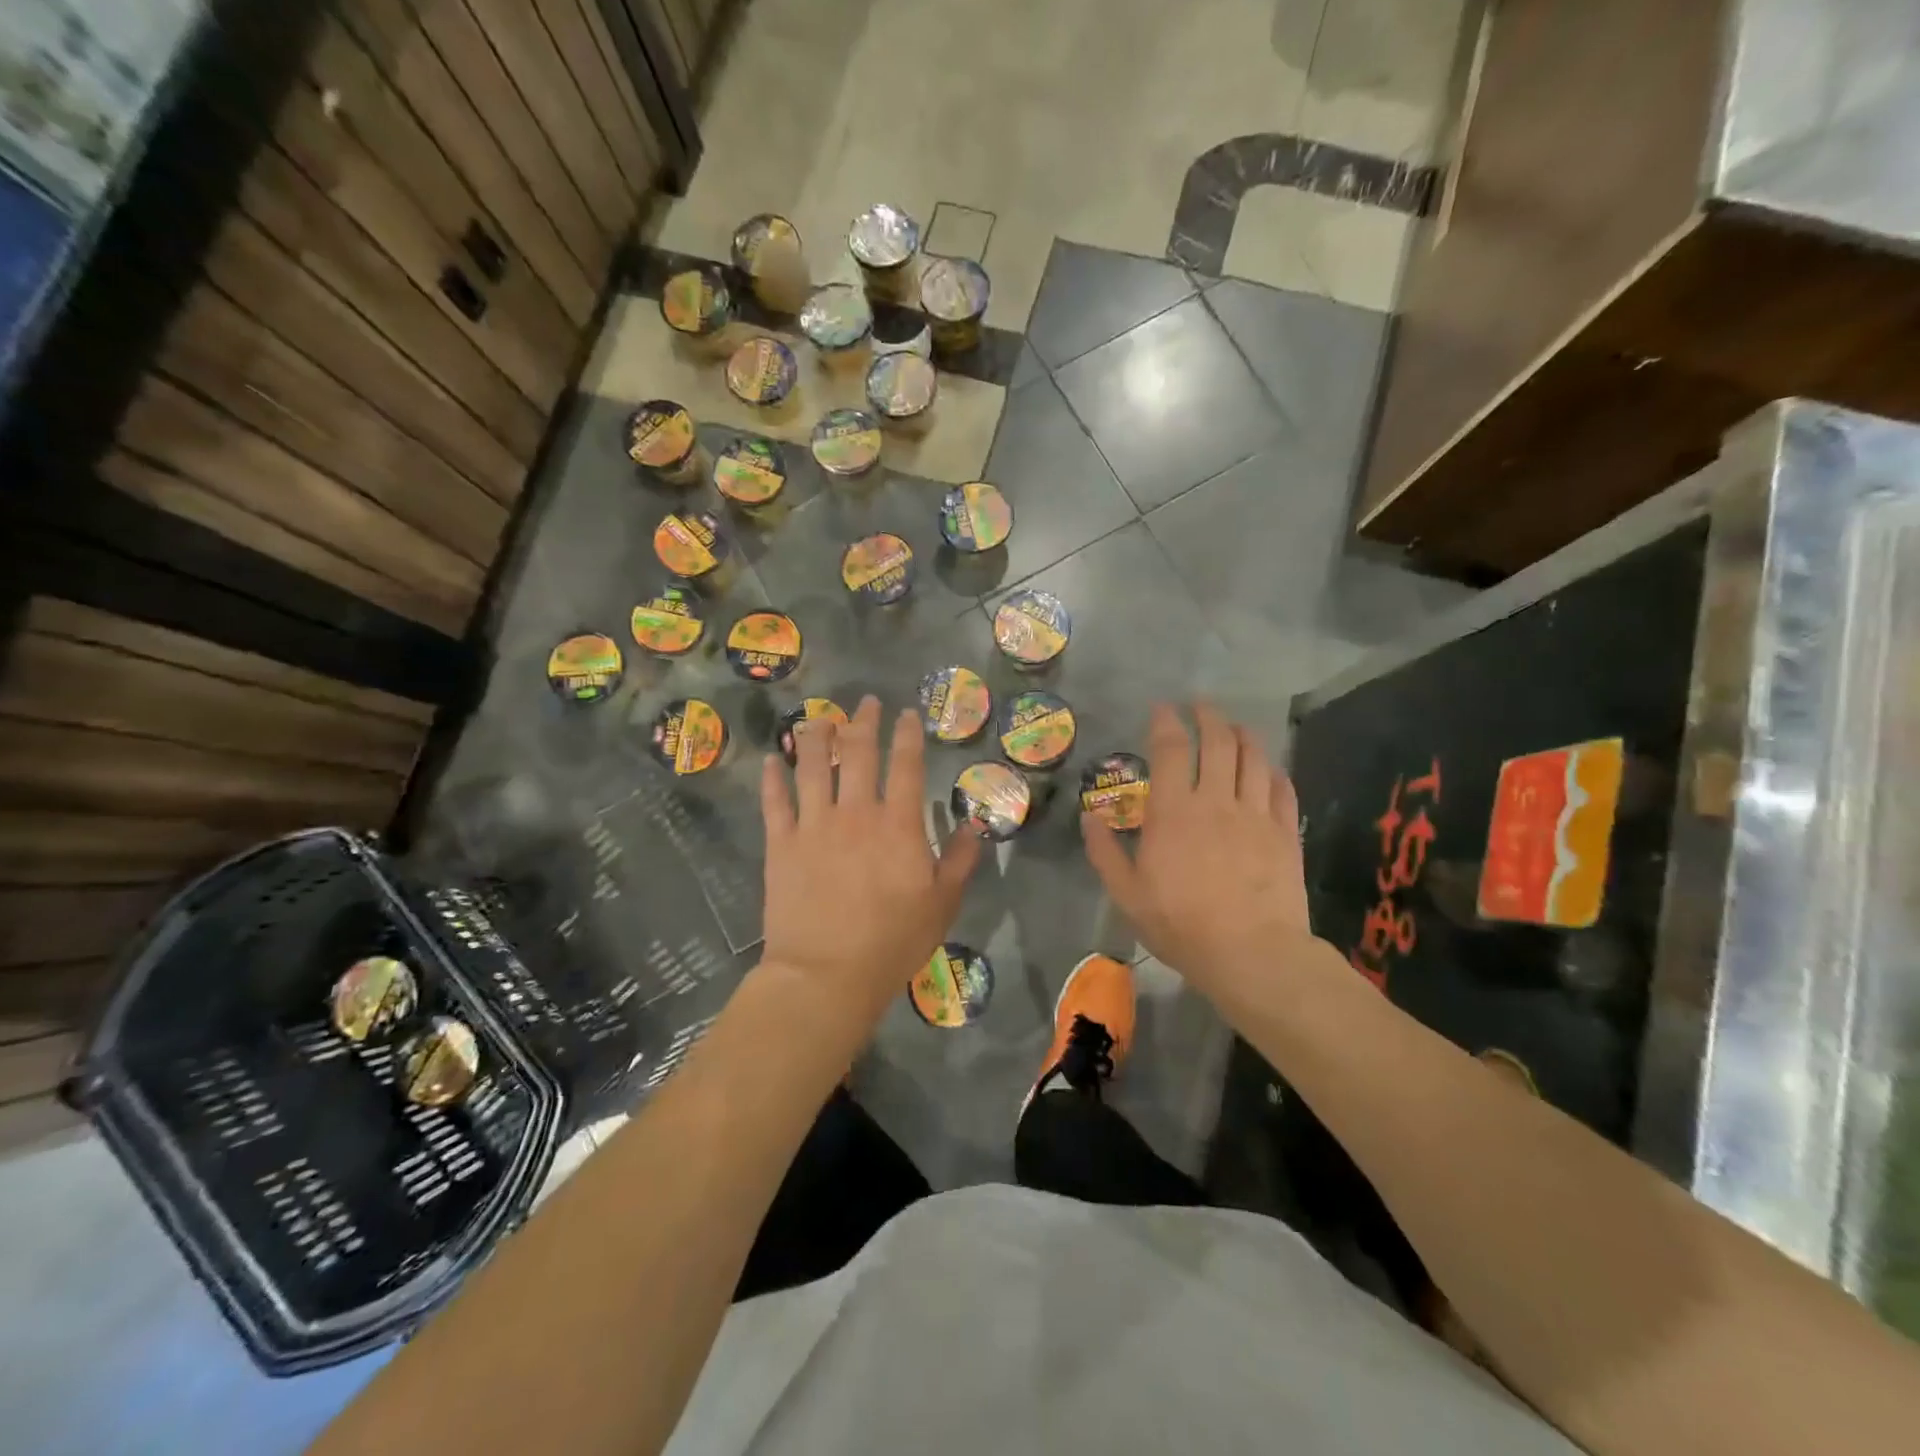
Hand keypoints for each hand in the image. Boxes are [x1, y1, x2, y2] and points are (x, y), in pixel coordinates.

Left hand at [760, 696, 980, 1024]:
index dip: (908, 734)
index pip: (906, 765)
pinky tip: (770, 759)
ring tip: (820, 719)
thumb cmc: (892, 942)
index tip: (906, 713)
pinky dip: (772, 778)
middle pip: (858, 753)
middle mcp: (856, 812)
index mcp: (899, 825)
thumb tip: (974, 824)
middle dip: (864, 722)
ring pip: (812, 766)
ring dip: (817, 736)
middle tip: (866, 703)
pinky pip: (774, 801)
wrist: (826, 974)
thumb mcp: (943, 905)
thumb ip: (961, 860)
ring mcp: (813, 825)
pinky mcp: (780, 844)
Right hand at [1082, 703, 1314, 1000]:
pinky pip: (1282, 789)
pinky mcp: (1284, 833)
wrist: (1251, 954)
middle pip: (1217, 742)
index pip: (1171, 749)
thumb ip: (1104, 852)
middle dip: (1208, 716)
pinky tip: (1268, 768)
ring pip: (1253, 758)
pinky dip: (1273, 771)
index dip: (1165, 722)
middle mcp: (1216, 801)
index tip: (1161, 708)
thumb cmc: (1181, 925)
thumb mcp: (1126, 894)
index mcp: (1174, 811)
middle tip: (1200, 705)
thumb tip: (1088, 817)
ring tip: (1234, 726)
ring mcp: (1255, 814)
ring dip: (1243, 734)